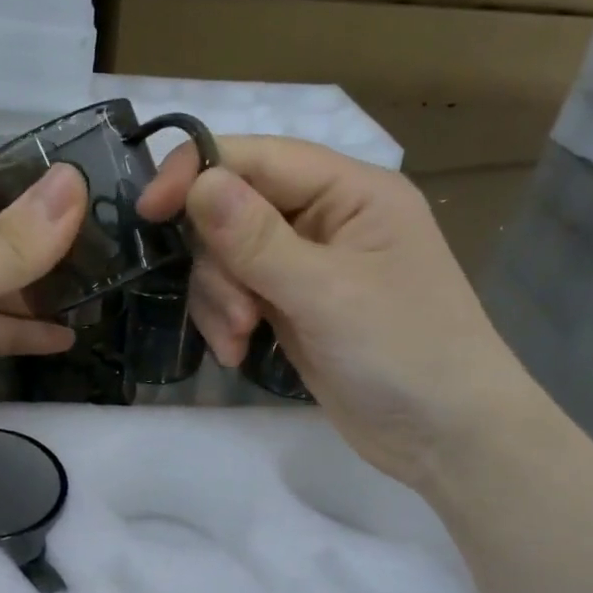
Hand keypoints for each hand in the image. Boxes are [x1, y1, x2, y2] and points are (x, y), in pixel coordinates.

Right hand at [138, 137, 537, 494]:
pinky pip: (239, 296)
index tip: (148, 212)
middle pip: (235, 212)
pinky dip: (227, 322)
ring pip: (229, 259)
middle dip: (220, 265)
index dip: (197, 174)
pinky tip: (239, 354)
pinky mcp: (293, 309)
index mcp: (351, 191)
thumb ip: (258, 239)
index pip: (258, 158)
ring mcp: (308, 267)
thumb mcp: (327, 293)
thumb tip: (198, 182)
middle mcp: (327, 219)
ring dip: (220, 300)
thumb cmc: (403, 351)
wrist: (443, 435)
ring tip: (238, 343)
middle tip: (237, 317)